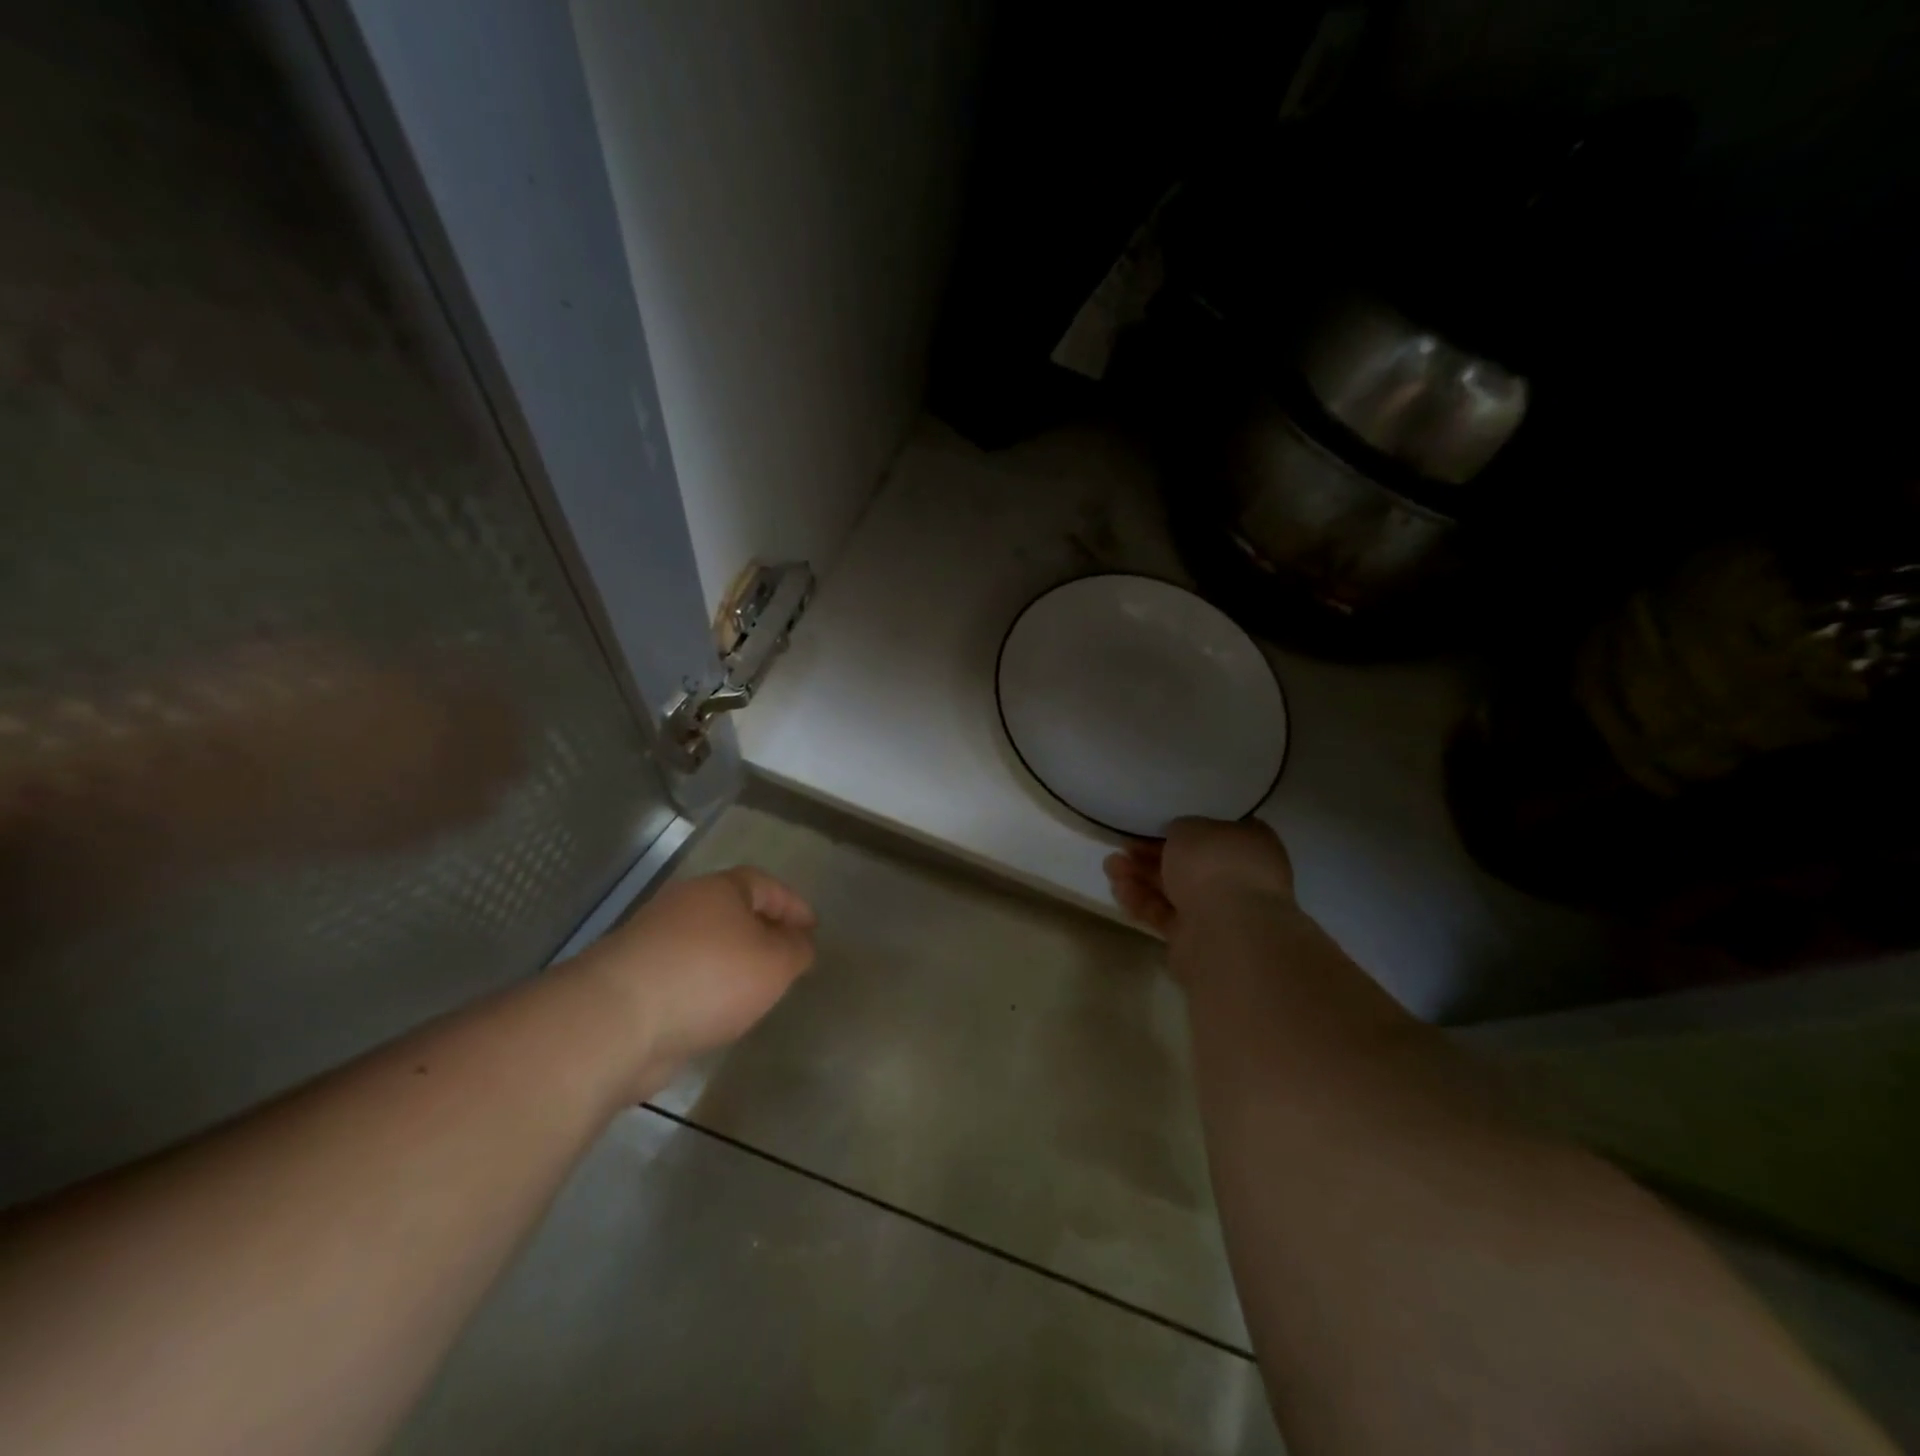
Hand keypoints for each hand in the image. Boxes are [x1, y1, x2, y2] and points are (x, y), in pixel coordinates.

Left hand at [572, 867, 816, 1097]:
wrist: (617, 1021)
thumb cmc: (710, 977)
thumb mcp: (775, 963)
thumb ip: (796, 950)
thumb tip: (799, 943)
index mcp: (719, 889)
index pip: (764, 884)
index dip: (792, 904)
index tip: (812, 929)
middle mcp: (683, 906)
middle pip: (731, 911)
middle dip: (761, 931)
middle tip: (785, 957)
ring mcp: (652, 942)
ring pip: (706, 944)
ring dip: (731, 962)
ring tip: (755, 990)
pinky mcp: (633, 980)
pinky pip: (684, 974)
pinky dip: (705, 987)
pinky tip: (717, 1012)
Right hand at [1103, 817, 1294, 939]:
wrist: (1226, 932)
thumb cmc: (1215, 865)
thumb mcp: (1191, 827)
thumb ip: (1181, 830)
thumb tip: (1177, 838)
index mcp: (1252, 845)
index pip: (1216, 831)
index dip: (1183, 827)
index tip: (1153, 824)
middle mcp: (1240, 878)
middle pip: (1190, 863)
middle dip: (1152, 854)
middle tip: (1123, 845)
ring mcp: (1219, 911)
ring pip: (1174, 889)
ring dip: (1140, 876)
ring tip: (1109, 866)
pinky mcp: (1196, 938)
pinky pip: (1165, 914)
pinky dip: (1142, 901)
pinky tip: (1118, 889)